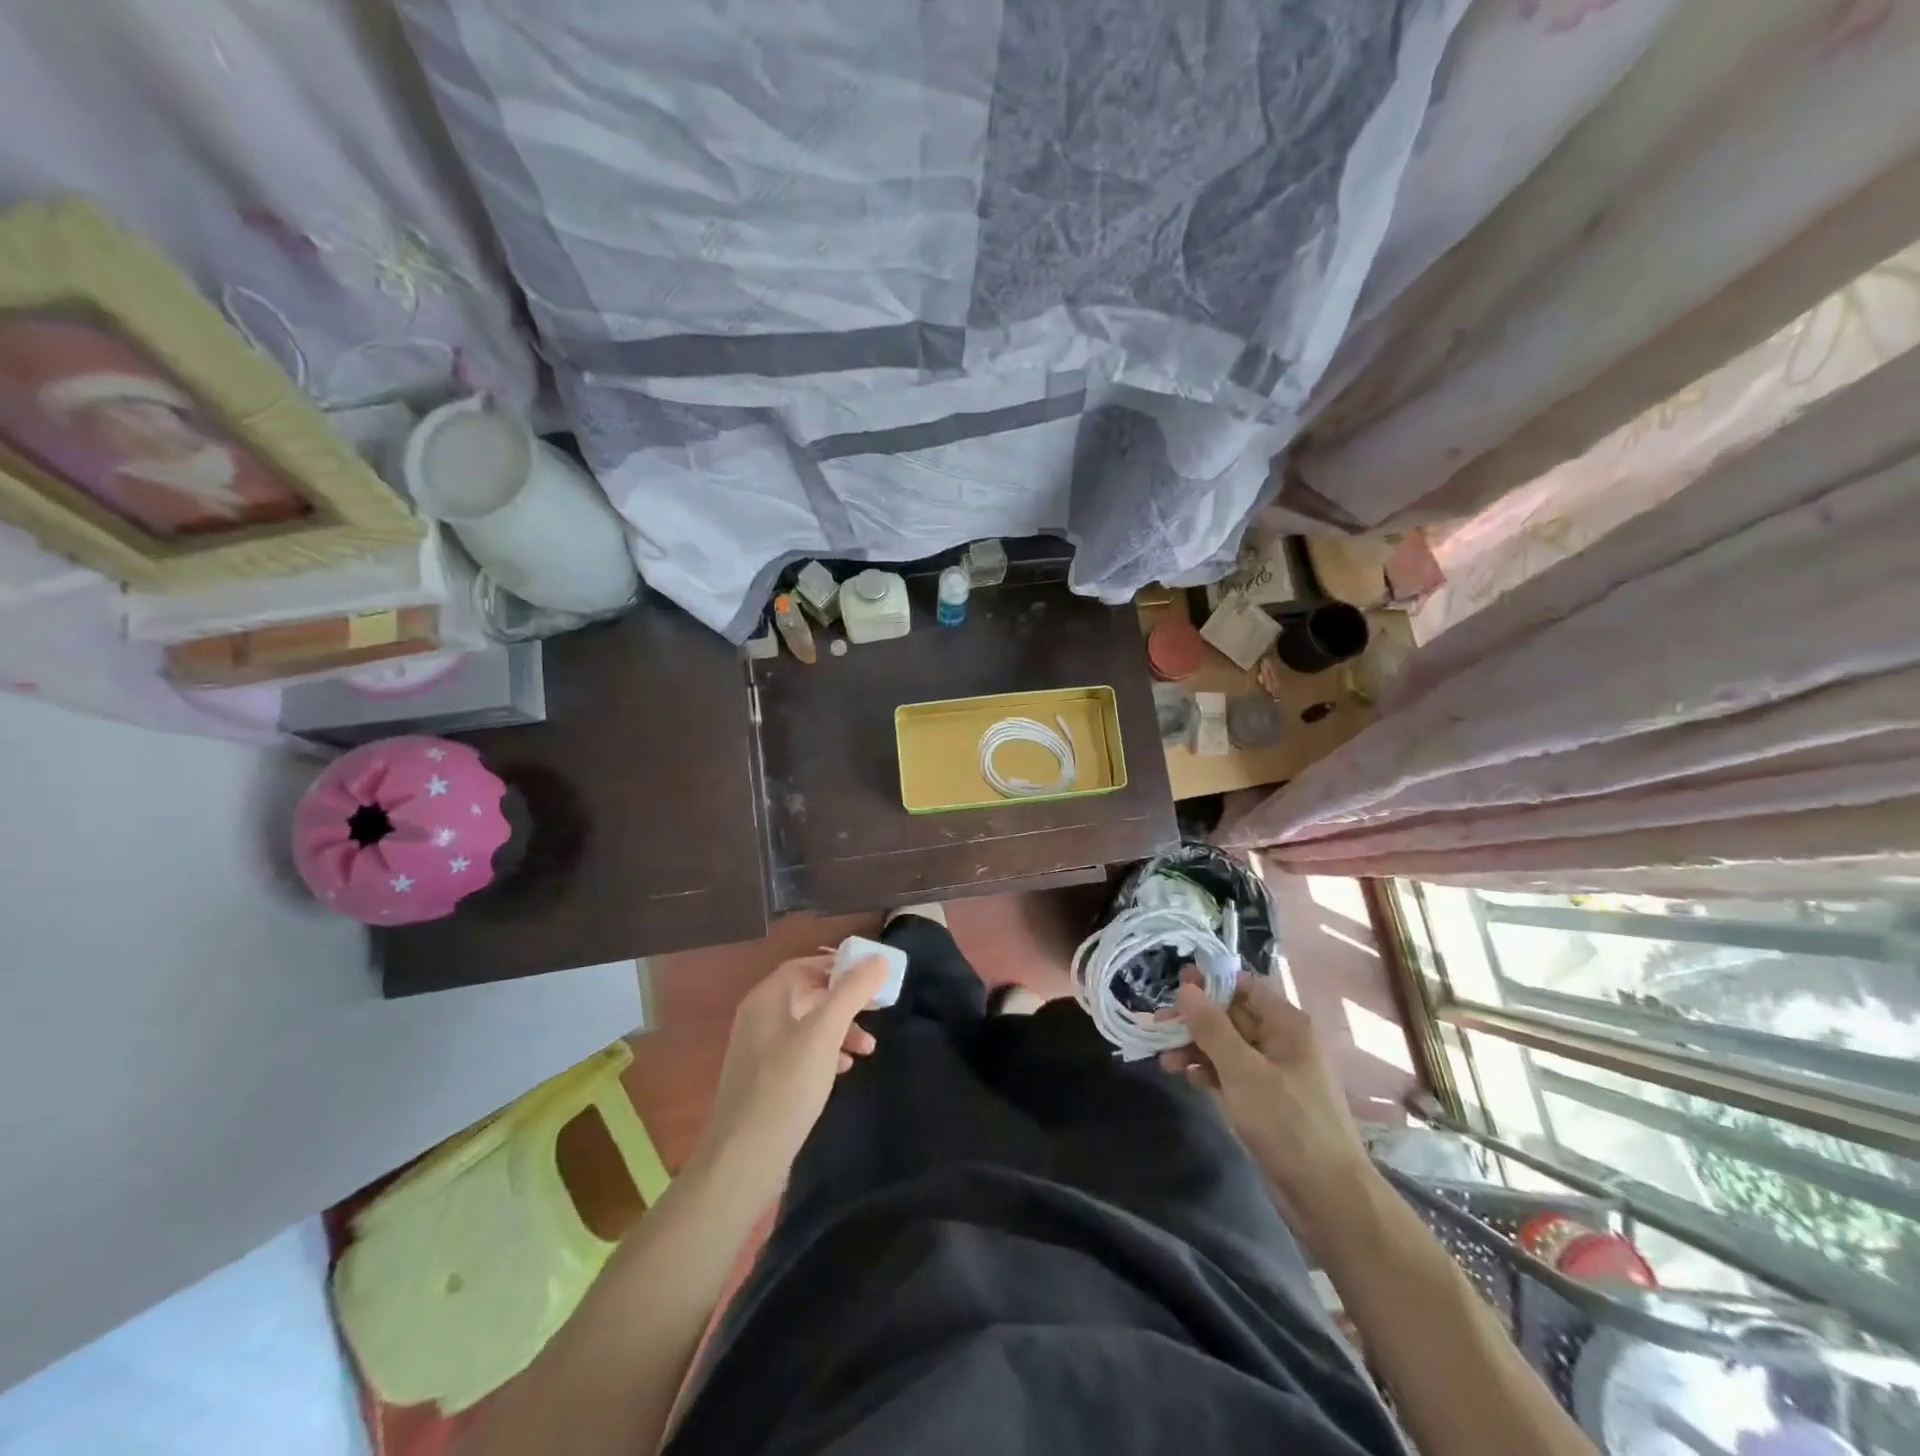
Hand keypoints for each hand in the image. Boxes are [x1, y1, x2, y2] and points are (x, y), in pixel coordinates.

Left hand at [690, 955, 890, 1191]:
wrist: (742, 1161)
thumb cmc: (785, 1086)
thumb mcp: (824, 1033)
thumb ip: (852, 992)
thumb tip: (878, 959)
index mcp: (767, 999)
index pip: (806, 965)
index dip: (840, 966)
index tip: (874, 976)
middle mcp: (760, 1018)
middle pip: (809, 993)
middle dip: (846, 1001)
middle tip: (878, 1010)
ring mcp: (760, 1050)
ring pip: (808, 1025)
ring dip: (841, 1029)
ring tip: (869, 1049)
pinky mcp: (765, 1080)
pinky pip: (801, 1052)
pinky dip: (826, 1052)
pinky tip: (844, 1069)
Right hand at [1162, 970, 1373, 1225]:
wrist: (1327, 1197)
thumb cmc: (1288, 1124)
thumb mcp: (1243, 1071)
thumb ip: (1212, 1027)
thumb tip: (1186, 988)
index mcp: (1286, 1025)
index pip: (1243, 986)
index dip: (1209, 983)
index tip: (1173, 987)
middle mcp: (1281, 1041)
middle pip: (1231, 1015)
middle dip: (1194, 1019)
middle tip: (1157, 1024)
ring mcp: (1273, 1072)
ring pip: (1227, 1046)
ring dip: (1195, 1047)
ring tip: (1164, 1059)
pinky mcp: (1264, 1100)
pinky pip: (1230, 1073)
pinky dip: (1208, 1071)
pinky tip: (1186, 1077)